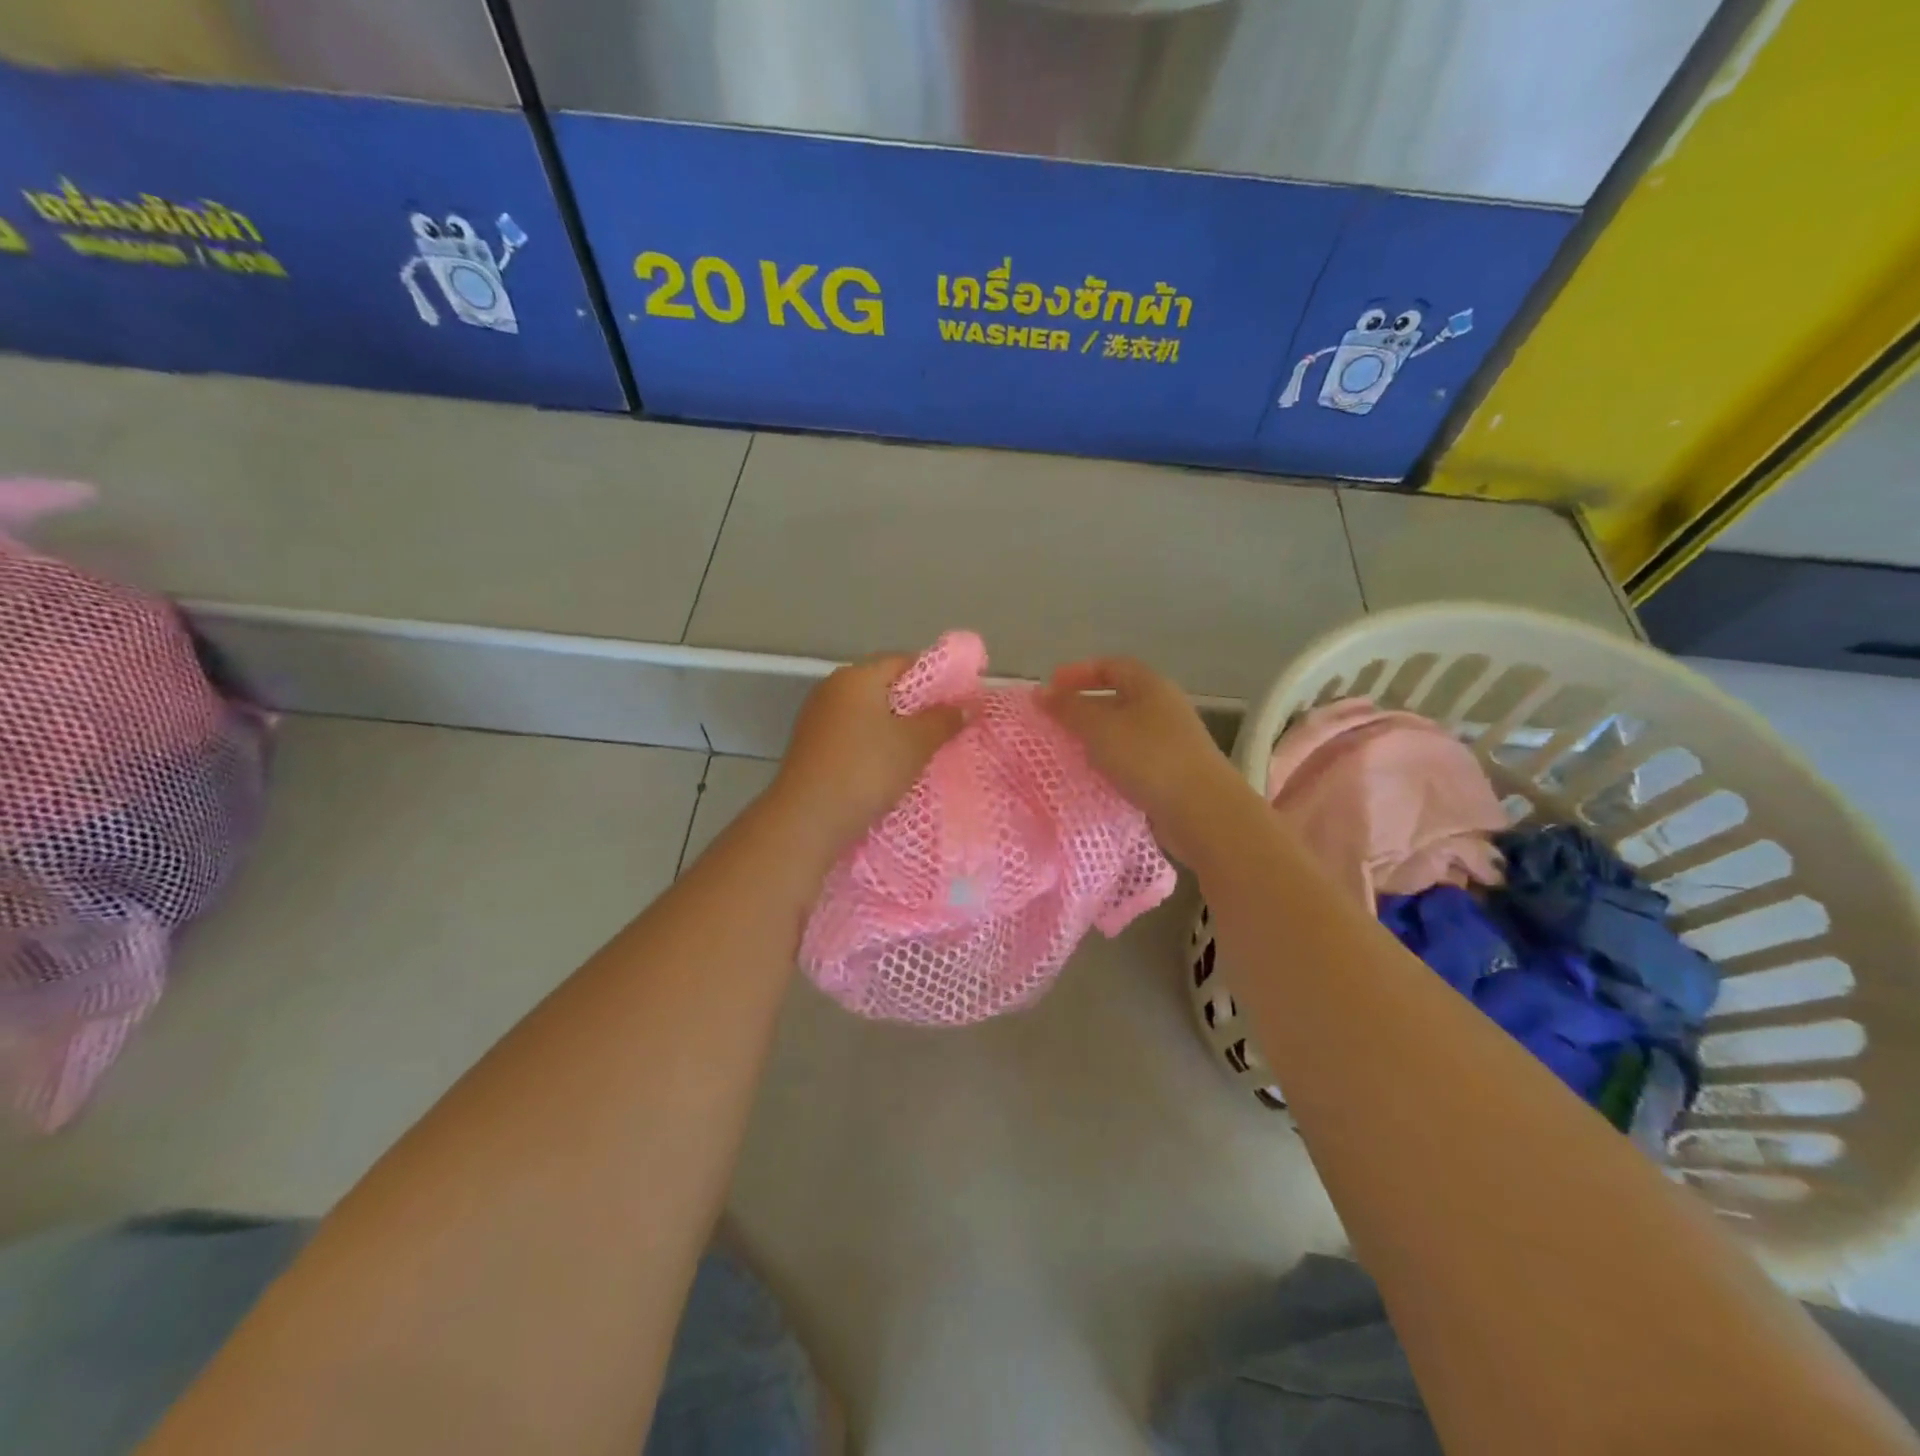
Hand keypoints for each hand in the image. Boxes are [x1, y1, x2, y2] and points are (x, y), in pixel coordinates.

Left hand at [768, 655, 963, 856]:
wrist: (808, 818)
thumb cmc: (866, 770)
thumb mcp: (915, 744)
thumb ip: (943, 720)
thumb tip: (965, 705)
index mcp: (857, 676)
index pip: (904, 661)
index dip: (936, 678)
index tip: (959, 701)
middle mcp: (832, 687)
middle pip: (884, 687)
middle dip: (916, 705)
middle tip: (945, 727)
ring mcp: (816, 717)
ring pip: (867, 713)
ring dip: (894, 727)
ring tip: (921, 750)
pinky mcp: (810, 746)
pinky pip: (852, 735)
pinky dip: (873, 744)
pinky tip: (888, 766)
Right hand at [1041, 657, 1251, 864]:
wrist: (1202, 812)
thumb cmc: (1149, 759)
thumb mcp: (1100, 729)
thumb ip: (1068, 709)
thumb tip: (1041, 693)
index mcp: (1151, 686)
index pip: (1111, 666)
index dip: (1078, 672)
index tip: (1050, 687)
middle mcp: (1164, 708)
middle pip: (1118, 698)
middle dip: (1083, 707)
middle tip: (1053, 722)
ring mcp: (1171, 742)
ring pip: (1124, 731)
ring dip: (1095, 738)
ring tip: (1066, 751)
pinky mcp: (1172, 774)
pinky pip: (1133, 759)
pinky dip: (1110, 763)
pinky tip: (1093, 777)